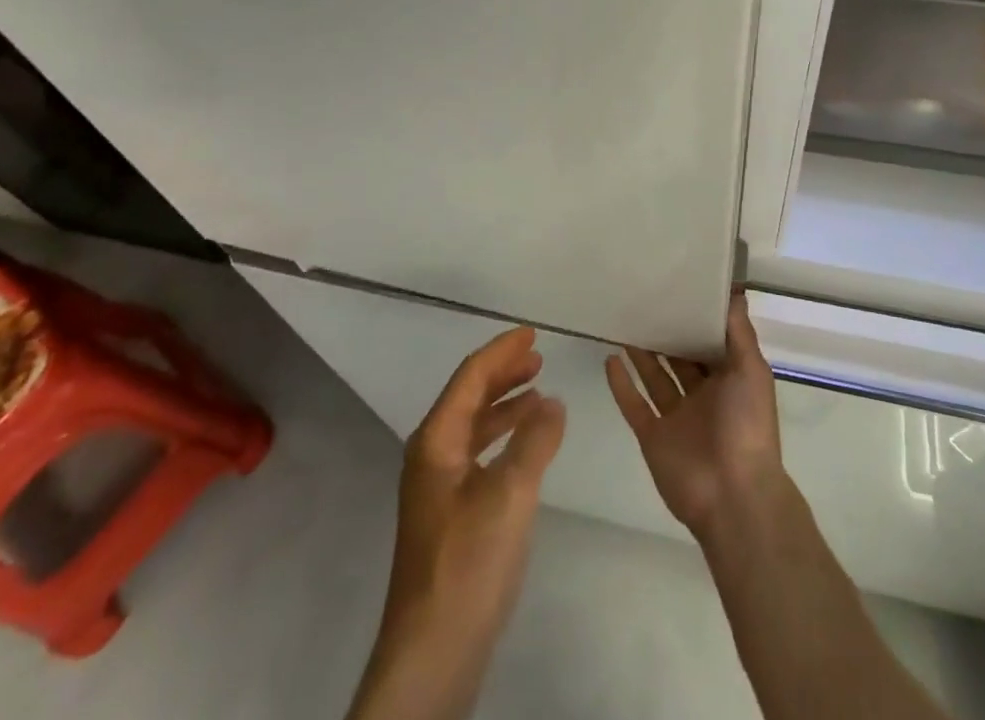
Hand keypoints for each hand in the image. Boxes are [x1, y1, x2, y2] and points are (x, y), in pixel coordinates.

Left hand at [348, 327, 565, 719]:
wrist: (432, 651)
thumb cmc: (468, 561)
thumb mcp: (509, 494)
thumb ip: (534, 441)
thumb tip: (553, 401)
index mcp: (436, 440)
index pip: (470, 377)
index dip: (501, 351)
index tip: (531, 333)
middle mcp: (431, 454)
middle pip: (469, 397)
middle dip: (503, 373)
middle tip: (538, 356)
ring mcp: (438, 486)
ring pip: (474, 426)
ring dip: (505, 405)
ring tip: (538, 392)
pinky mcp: (450, 513)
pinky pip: (478, 454)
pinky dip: (503, 438)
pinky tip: (525, 446)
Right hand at [604, 291, 783, 544]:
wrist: (733, 495)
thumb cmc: (747, 425)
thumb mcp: (751, 370)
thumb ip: (738, 332)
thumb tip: (734, 290)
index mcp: (729, 381)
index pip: (710, 343)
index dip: (696, 318)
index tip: (678, 287)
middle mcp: (703, 397)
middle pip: (680, 358)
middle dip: (666, 333)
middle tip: (644, 298)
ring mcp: (676, 418)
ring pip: (655, 378)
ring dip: (641, 353)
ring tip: (624, 321)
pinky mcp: (653, 437)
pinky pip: (634, 405)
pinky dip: (621, 384)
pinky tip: (609, 359)